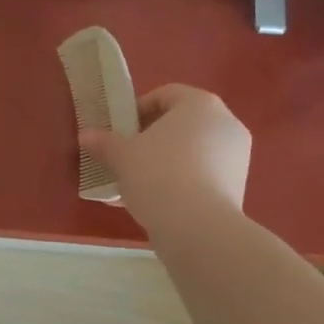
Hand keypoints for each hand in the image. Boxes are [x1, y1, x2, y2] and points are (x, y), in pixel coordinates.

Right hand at [78, 84, 249, 226]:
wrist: (198, 228)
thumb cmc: (158, 176)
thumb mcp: (122, 157)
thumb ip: (104, 142)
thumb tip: (85, 135)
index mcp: (200, 104)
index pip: (165, 95)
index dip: (138, 110)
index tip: (120, 130)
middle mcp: (225, 123)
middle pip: (181, 122)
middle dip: (152, 137)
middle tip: (127, 155)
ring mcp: (237, 155)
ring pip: (192, 150)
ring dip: (165, 161)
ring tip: (138, 183)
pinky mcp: (238, 185)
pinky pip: (203, 173)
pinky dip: (182, 181)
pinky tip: (156, 201)